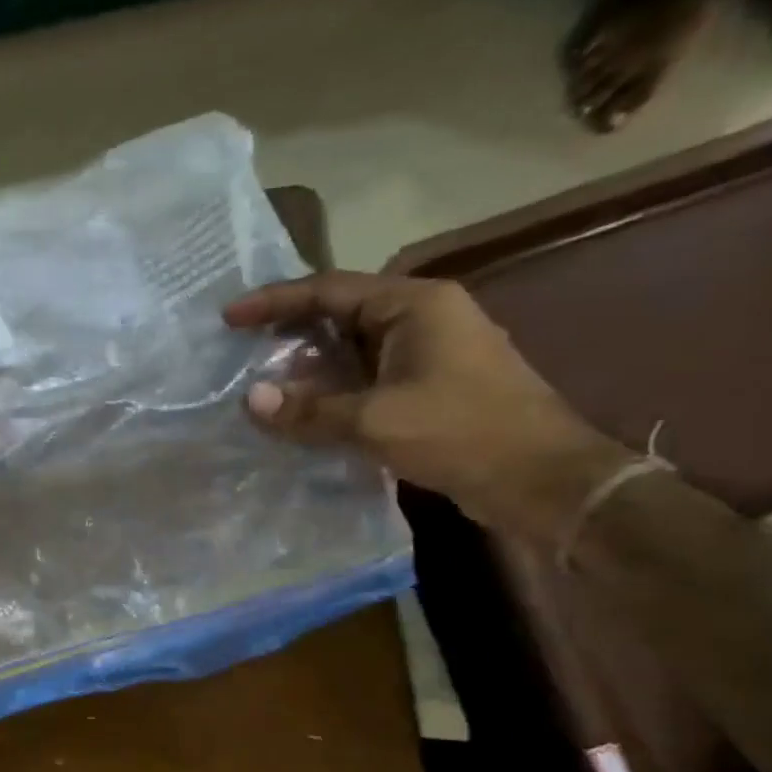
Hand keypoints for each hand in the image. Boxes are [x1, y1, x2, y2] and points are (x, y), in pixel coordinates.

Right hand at [224, 272, 632, 540]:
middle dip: (287, 330)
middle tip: (239, 349)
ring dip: (307, 364)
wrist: (542, 481)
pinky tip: (302, 409)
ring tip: (260, 381)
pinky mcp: (428, 386)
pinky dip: (330, 388)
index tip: (229, 318)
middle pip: (339, 313)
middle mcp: (422, 318)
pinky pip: (365, 377)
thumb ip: (309, 409)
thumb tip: (250, 399)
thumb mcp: (375, 421)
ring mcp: (428, 353)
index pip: (329, 290)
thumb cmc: (462, 434)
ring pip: (351, 348)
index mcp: (415, 305)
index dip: (273, 302)